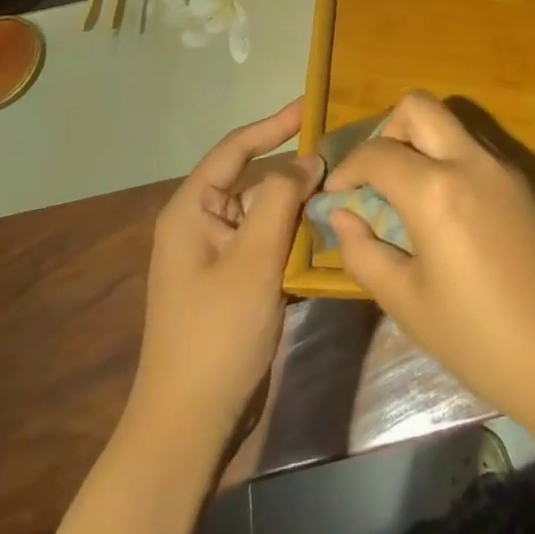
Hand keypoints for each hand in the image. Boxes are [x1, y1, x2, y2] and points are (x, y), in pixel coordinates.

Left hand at [132, 100, 322, 441]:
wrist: (189, 427)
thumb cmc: (216, 333)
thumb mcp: (254, 258)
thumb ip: (282, 198)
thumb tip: (309, 161)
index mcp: (192, 210)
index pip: (236, 148)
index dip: (274, 124)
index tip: (312, 106)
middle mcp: (202, 225)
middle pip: (254, 179)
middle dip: (296, 169)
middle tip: (343, 154)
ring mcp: (218, 256)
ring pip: (266, 212)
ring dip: (300, 204)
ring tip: (345, 189)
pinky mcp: (235, 282)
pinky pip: (269, 242)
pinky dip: (296, 234)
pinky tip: (329, 233)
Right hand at [326, 92, 534, 420]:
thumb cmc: (479, 339)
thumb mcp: (408, 303)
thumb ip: (365, 252)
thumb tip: (342, 215)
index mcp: (436, 190)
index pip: (377, 152)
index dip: (347, 169)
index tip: (336, 197)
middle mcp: (470, 161)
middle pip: (419, 107)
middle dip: (388, 131)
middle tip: (376, 179)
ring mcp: (502, 165)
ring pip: (450, 124)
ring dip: (421, 142)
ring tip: (407, 195)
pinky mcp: (523, 179)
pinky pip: (474, 148)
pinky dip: (449, 160)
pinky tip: (446, 210)